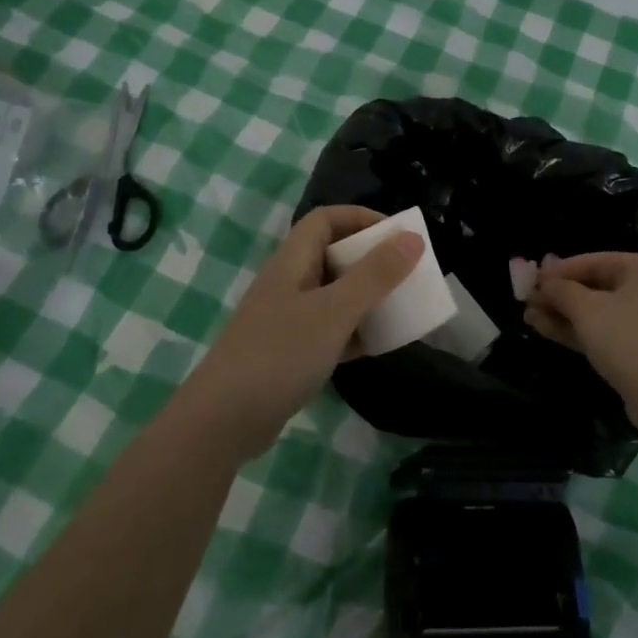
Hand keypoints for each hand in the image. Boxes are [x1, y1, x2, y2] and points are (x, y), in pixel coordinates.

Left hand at [177, 206, 424, 460]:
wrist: (224, 420)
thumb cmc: (280, 354)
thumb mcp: (334, 311)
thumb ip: (375, 275)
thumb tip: (413, 237)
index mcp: (292, 261)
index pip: (326, 219)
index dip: (362, 217)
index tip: (399, 234)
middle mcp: (288, 283)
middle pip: (333, 255)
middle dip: (371, 259)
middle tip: (407, 271)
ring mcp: (287, 320)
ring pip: (334, 295)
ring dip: (366, 296)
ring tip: (401, 306)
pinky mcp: (290, 353)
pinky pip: (330, 330)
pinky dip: (355, 332)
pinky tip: (378, 345)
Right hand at [525, 252, 637, 434]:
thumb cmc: (631, 342)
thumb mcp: (588, 310)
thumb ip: (561, 291)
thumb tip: (543, 283)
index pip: (595, 261)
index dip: (559, 271)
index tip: (530, 280)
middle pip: (596, 286)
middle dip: (559, 296)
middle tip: (527, 301)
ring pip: (598, 312)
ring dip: (564, 314)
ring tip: (529, 317)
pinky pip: (606, 332)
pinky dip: (579, 331)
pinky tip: (546, 330)